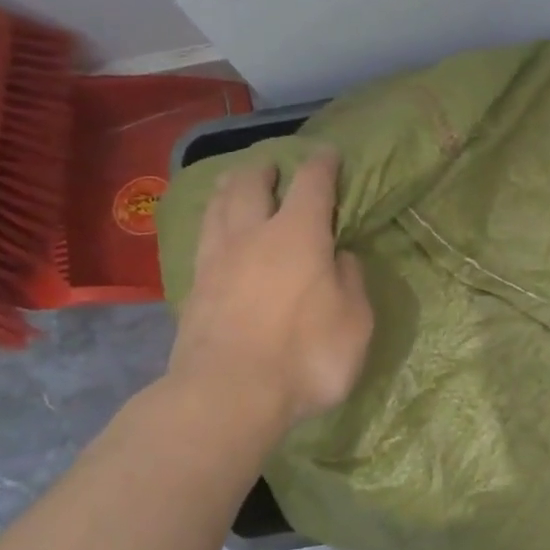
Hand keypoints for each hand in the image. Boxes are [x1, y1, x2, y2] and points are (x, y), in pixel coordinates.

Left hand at [167, 149, 372, 431]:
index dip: (323, 164)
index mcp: (299, 235)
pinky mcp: (193, 287)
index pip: (312, 183)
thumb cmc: (305, 357)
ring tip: (236, 183)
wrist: (227, 395)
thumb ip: (351, 283)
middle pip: (252, 183)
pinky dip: (212, 221)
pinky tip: (215, 230)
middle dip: (266, 168)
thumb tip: (340, 258)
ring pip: (219, 205)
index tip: (329, 154)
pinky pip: (203, 237)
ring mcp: (217, 258)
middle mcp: (253, 234)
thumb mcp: (355, 323)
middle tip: (274, 167)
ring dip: (231, 186)